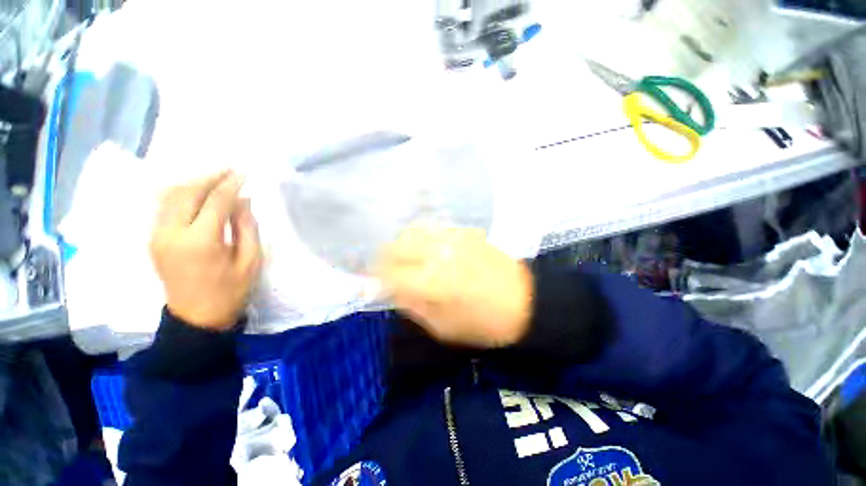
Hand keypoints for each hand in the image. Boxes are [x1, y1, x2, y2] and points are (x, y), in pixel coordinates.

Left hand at [150, 171, 262, 329]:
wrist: (196, 317)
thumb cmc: (230, 290)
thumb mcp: (250, 260)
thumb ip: (246, 227)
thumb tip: (243, 201)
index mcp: (200, 241)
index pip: (215, 201)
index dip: (230, 185)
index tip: (243, 174)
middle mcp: (172, 233)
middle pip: (186, 192)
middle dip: (208, 177)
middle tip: (228, 170)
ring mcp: (157, 235)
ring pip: (170, 196)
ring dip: (192, 183)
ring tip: (214, 177)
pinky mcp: (153, 239)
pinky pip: (164, 206)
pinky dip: (180, 193)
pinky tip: (195, 191)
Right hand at [377, 224, 532, 347]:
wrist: (524, 302)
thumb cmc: (483, 324)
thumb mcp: (442, 328)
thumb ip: (412, 305)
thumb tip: (390, 289)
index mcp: (434, 283)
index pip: (391, 273)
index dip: (377, 278)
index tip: (375, 283)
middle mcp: (441, 254)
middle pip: (399, 244)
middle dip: (385, 256)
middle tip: (385, 267)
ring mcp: (454, 239)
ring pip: (415, 230)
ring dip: (402, 242)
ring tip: (403, 255)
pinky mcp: (466, 232)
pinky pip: (434, 227)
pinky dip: (422, 235)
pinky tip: (426, 247)